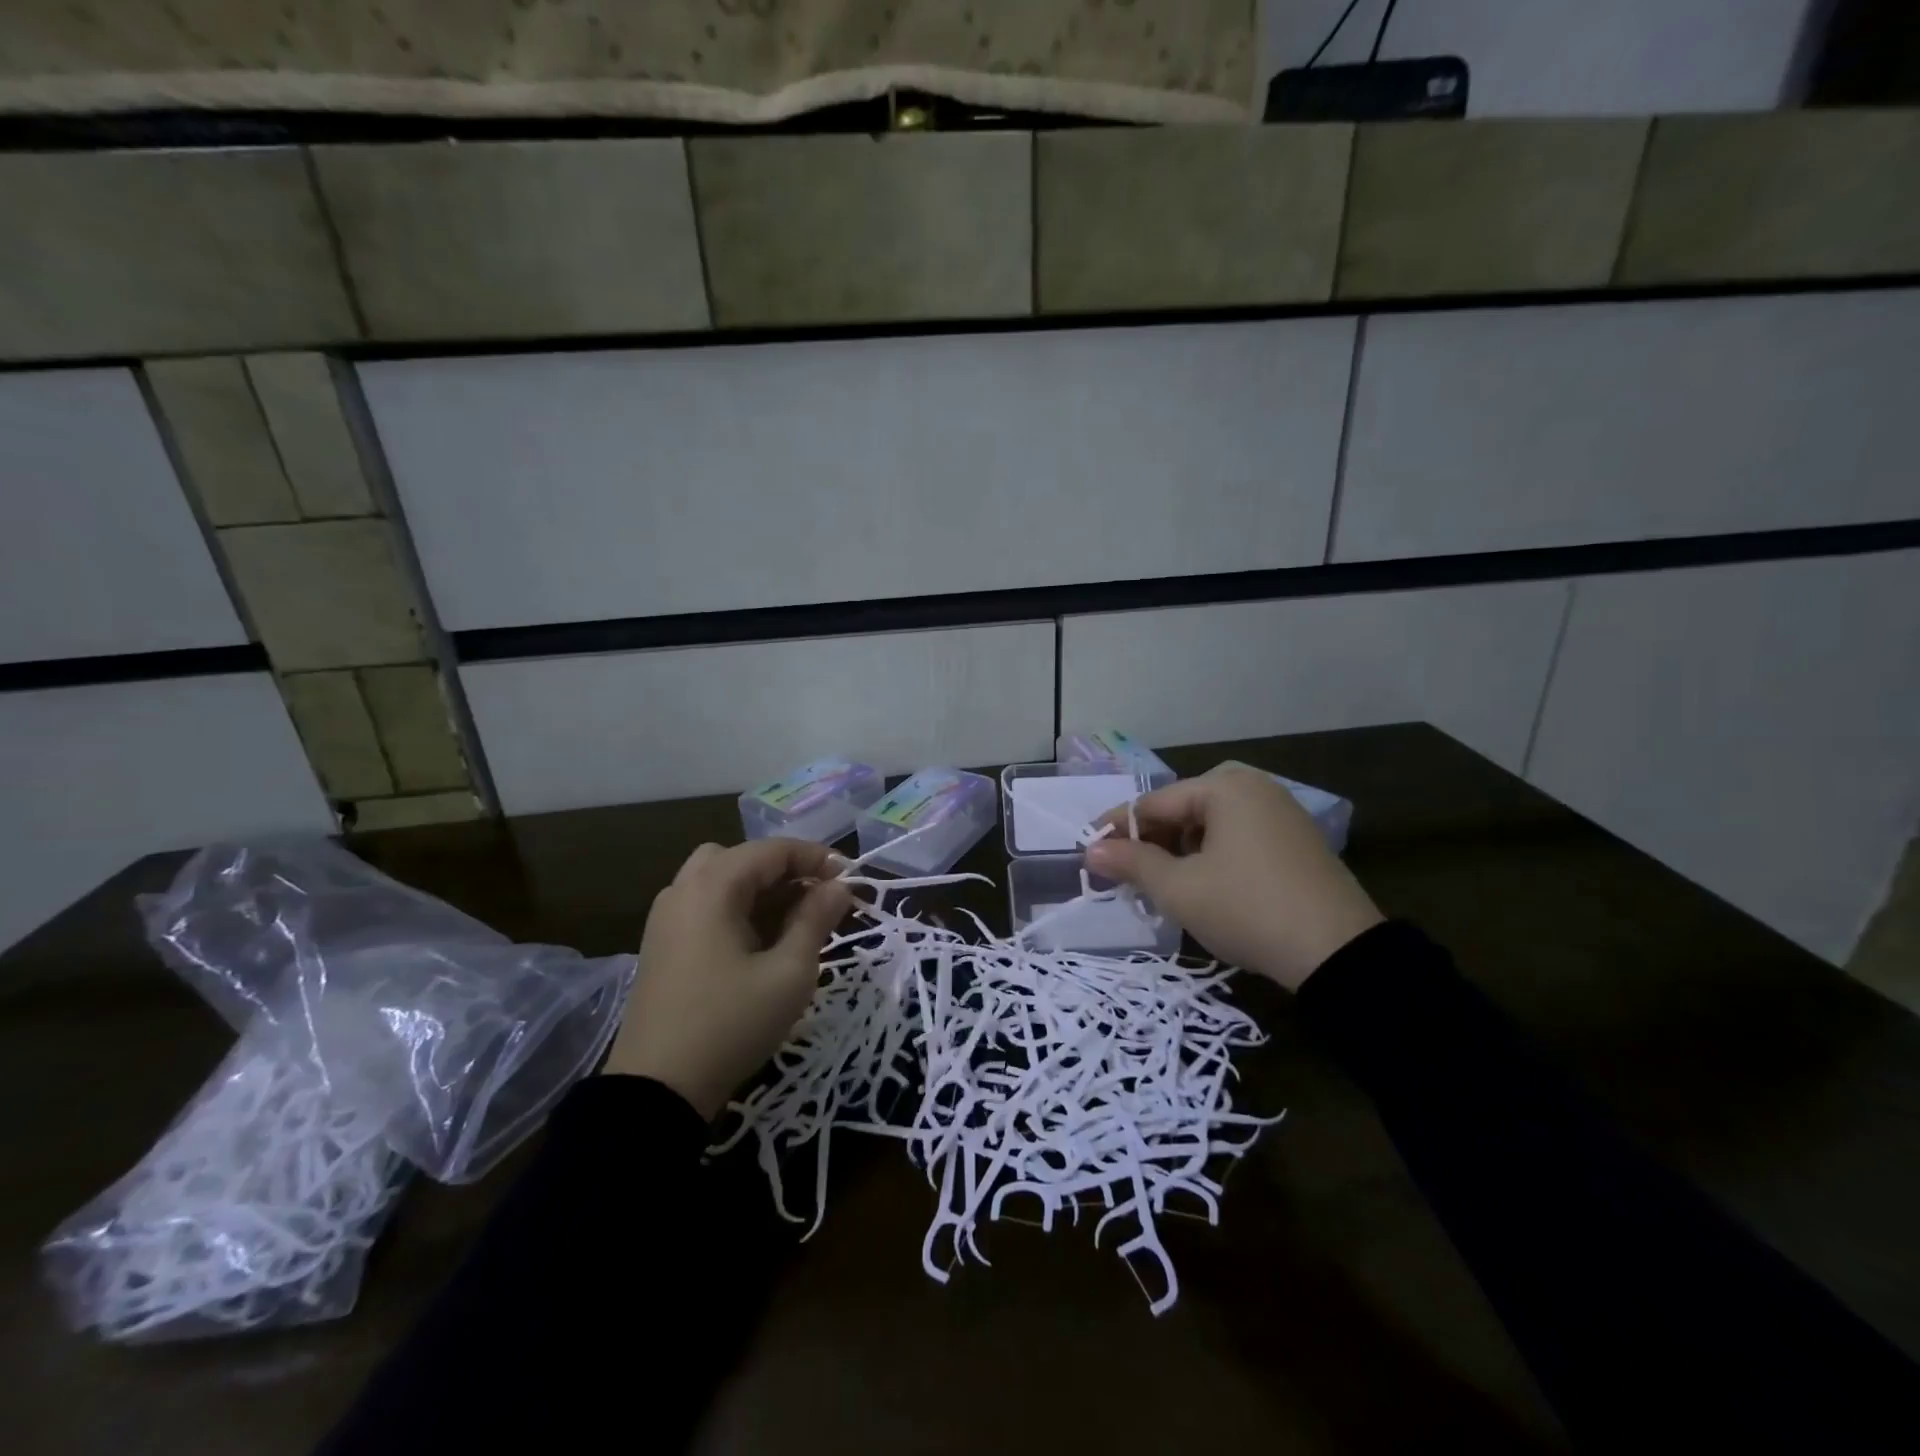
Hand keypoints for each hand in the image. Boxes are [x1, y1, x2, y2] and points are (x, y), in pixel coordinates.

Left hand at [603, 839, 852, 1118]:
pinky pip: (704, 905)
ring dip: (759, 888)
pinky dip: (736, 907)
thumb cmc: (732, 1024)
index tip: (850, 880)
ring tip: (792, 920)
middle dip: (784, 870)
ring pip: (720, 879)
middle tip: (817, 898)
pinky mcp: (660, 945)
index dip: (816, 858)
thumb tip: (838, 887)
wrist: (656, 1091)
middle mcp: (683, 890)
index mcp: (712, 887)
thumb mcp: (789, 973)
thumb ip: (816, 920)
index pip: (772, 850)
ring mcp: (666, 918)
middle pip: (742, 857)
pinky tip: (759, 941)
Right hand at [1085, 764, 1381, 991]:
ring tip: (1162, 888)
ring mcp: (1280, 812)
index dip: (1116, 830)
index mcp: (1224, 787)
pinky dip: (1211, 857)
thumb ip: (1131, 863)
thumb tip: (1090, 850)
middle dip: (1150, 844)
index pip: (1152, 803)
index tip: (1090, 855)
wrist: (1339, 953)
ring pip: (1210, 826)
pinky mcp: (1296, 840)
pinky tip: (1203, 887)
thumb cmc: (1246, 909)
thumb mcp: (1179, 888)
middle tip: (1127, 878)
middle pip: (1182, 810)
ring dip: (1179, 853)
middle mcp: (1254, 787)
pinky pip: (1238, 838)